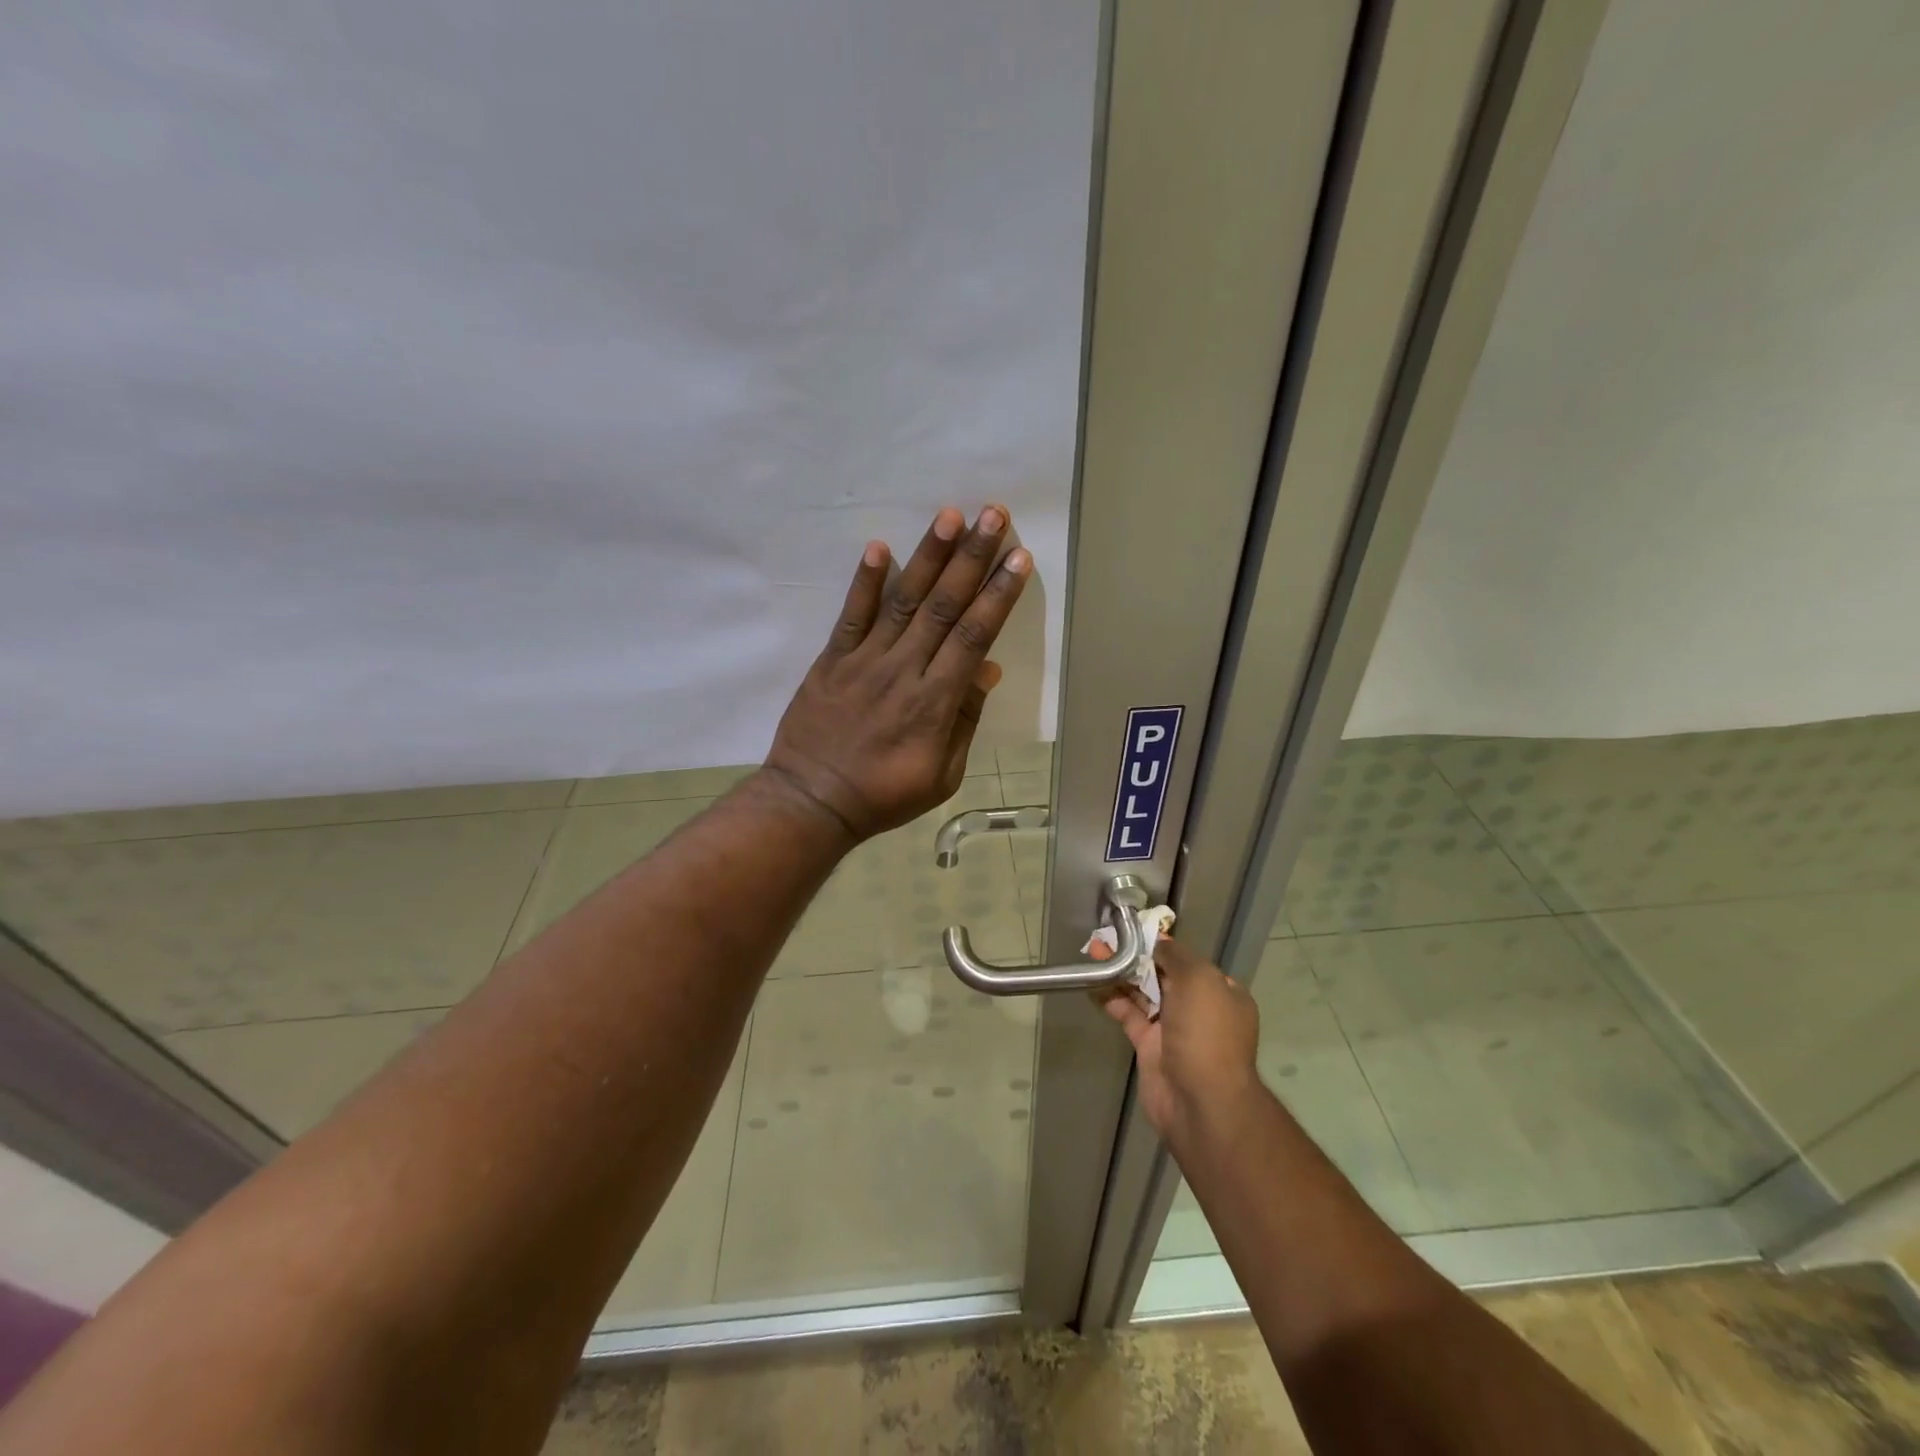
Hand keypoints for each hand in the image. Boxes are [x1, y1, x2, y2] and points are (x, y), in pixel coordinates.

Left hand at [764, 505, 1030, 840]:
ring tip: (950, 516)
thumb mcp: (942, 775)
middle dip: (972, 558)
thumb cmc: (884, 795)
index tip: (1018, 558)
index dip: (998, 596)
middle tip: (993, 514)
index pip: (973, 637)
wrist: (812, 802)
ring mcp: (864, 661)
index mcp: (935, 703)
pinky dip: (865, 581)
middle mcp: (903, 671)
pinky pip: (851, 615)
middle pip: (943, 607)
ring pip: (903, 601)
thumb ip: (964, 720)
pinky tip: (879, 547)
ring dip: (928, 556)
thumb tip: (986, 670)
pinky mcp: (831, 660)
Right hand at [1100, 935, 1262, 1151]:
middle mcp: (1199, 1009)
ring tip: (1094, 952)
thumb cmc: (1206, 1033)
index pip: (1188, 960)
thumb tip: (1158, 941)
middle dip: (1135, 956)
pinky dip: (1111, 998)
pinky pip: (1128, 1015)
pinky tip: (1092, 983)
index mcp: (1220, 992)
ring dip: (1120, 973)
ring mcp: (1173, 1029)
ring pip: (1143, 993)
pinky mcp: (1150, 1047)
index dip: (1161, 943)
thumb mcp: (1199, 980)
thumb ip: (1176, 955)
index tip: (1134, 930)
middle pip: (1162, 974)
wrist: (1200, 1102)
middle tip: (1106, 938)